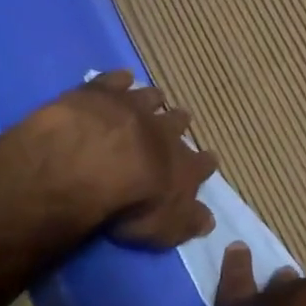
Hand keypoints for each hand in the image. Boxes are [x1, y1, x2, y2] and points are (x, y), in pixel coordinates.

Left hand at [17, 70, 217, 248]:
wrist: (94, 163)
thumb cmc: (133, 204)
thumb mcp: (166, 227)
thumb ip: (187, 221)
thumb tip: (209, 220)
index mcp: (182, 165)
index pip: (201, 164)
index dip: (205, 163)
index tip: (210, 159)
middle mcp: (163, 131)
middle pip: (177, 122)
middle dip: (179, 123)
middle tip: (180, 120)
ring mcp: (133, 108)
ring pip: (150, 98)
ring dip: (153, 99)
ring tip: (154, 98)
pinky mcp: (101, 93)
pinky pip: (115, 80)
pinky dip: (119, 80)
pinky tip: (121, 78)